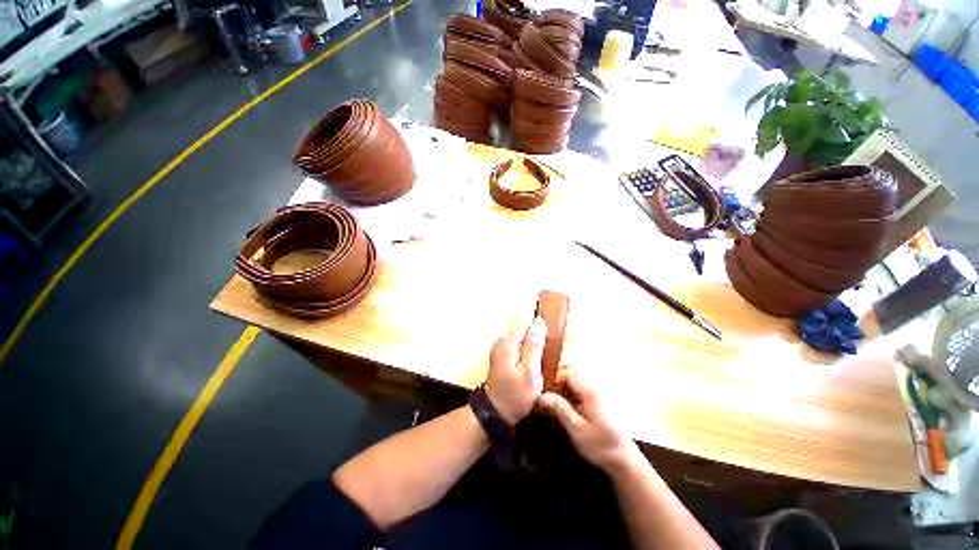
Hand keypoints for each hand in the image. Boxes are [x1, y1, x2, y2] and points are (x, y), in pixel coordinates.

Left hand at [484, 317, 546, 425]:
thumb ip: (534, 346)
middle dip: (535, 339)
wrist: (496, 413)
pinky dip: (526, 353)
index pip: (525, 323)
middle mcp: (501, 342)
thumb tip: (539, 323)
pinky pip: (517, 347)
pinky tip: (532, 366)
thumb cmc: (515, 395)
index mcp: (507, 343)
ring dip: (531, 347)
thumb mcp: (530, 373)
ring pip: (521, 339)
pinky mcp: (501, 357)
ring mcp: (500, 349)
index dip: (538, 329)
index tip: (548, 344)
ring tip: (540, 363)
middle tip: (545, 358)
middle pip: (523, 330)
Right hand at [536, 369, 640, 473]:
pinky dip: (571, 398)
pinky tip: (568, 412)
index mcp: (589, 391)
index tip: (545, 395)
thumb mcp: (577, 430)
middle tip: (548, 403)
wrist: (625, 461)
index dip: (553, 381)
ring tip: (556, 409)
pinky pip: (580, 392)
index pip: (567, 373)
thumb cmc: (601, 445)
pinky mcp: (599, 402)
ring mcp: (598, 394)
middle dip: (557, 387)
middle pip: (570, 376)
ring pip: (574, 384)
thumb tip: (542, 395)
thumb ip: (560, 409)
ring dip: (563, 393)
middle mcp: (594, 388)